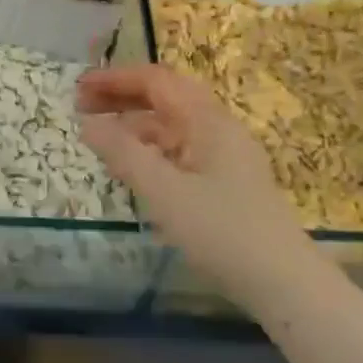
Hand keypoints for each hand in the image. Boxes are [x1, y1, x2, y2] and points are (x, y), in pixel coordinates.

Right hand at [76, 64, 312, 296]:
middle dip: (122, 97)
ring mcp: (224, 156)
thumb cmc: (221, 231)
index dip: (115, 79)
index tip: (78, 87)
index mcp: (207, 121)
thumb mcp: (163, 191)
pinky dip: (149, 148)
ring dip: (134, 123)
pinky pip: (180, 150)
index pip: (156, 80)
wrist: (284, 284)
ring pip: (172, 125)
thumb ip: (122, 153)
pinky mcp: (225, 182)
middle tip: (80, 107)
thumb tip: (87, 124)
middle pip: (165, 97)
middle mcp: (218, 129)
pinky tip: (132, 167)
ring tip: (99, 138)